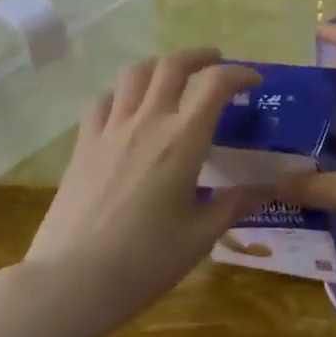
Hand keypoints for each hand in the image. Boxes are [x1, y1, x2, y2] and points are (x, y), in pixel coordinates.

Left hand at [20, 48, 268, 336]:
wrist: (70, 280)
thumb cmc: (144, 262)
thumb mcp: (200, 237)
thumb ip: (234, 205)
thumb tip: (265, 188)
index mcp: (183, 141)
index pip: (215, 85)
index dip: (239, 73)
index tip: (254, 80)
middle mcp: (147, 122)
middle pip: (172, 65)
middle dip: (200, 56)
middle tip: (216, 63)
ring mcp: (110, 129)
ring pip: (135, 73)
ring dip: (160, 66)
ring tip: (173, 78)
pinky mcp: (83, 143)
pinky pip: (103, 99)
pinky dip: (122, 93)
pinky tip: (128, 109)